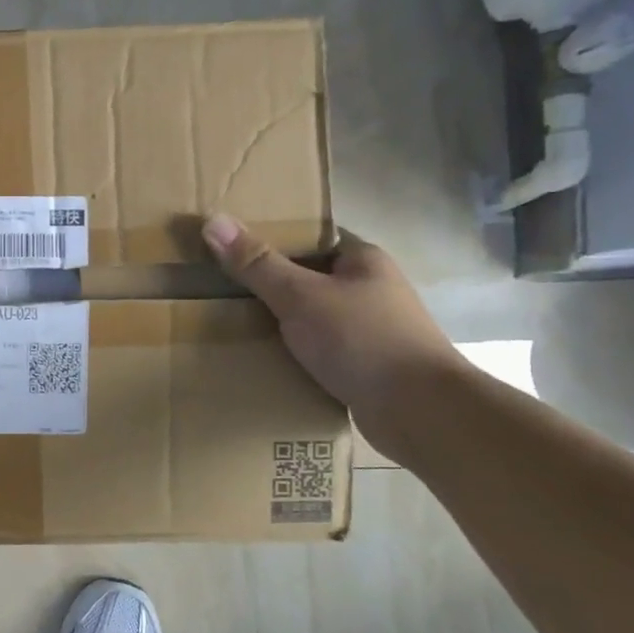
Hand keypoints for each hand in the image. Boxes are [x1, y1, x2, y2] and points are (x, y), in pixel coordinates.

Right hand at [202, 216, 464, 444]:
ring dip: (279, 325)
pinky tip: (263, 362)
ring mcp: (370, 330)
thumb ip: (256, 263)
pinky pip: (318, 351)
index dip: (272, 239)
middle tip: (220, 289)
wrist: (420, 412)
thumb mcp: (300, 296)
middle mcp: (370, 290)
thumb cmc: (362, 340)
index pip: (311, 238)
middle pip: (308, 278)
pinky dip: (293, 355)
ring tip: (231, 326)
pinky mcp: (364, 367)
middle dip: (268, 285)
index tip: (230, 248)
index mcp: (362, 260)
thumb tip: (213, 220)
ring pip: (312, 318)